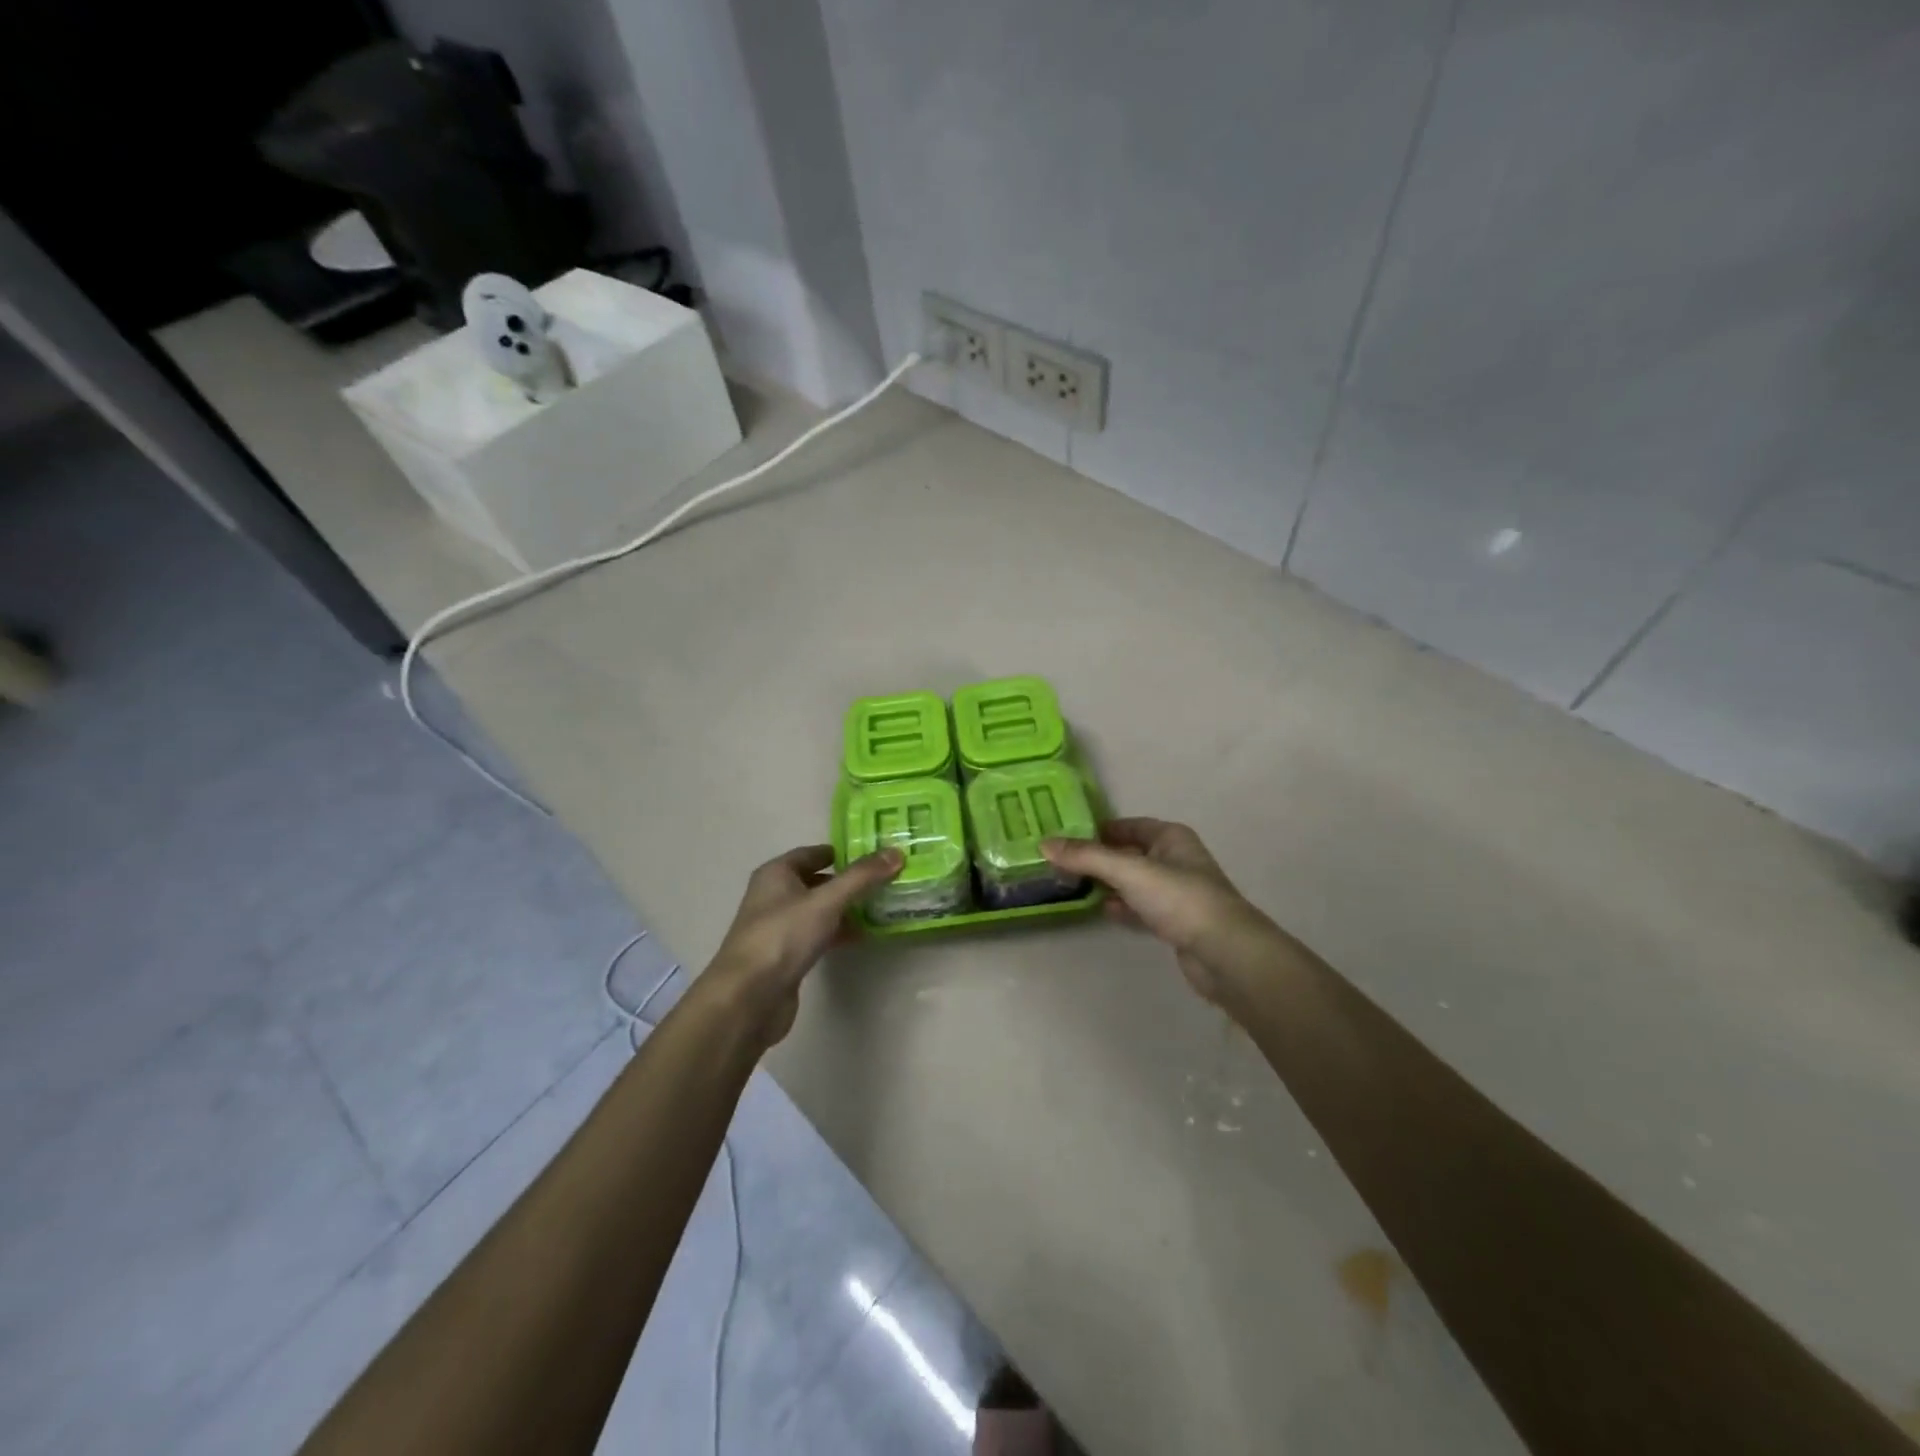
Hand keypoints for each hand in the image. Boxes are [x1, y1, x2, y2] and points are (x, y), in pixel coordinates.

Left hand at [701, 844, 902, 1047]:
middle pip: (817, 881)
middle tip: (886, 880)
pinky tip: (863, 936)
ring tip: (882, 907)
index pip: (814, 853)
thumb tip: (896, 852)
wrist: (748, 998)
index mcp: (776, 874)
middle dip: (849, 881)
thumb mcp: (826, 901)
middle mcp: (774, 896)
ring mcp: (779, 928)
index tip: (876, 855)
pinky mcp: (786, 956)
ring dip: (846, 908)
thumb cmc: (783, 936)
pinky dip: (838, 932)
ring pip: (819, 910)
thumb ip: (862, 877)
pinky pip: (818, 935)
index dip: (843, 852)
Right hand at [1041, 818, 1281, 1007]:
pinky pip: (1141, 907)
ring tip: (1073, 886)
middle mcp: (1175, 859)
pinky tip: (1103, 911)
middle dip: (1099, 858)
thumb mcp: (1129, 871)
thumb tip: (1044, 843)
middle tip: (1061, 863)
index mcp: (1171, 837)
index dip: (1099, 829)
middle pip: (1129, 853)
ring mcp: (1177, 893)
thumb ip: (1087, 857)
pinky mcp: (1175, 922)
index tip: (1066, 836)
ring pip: (1134, 882)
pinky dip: (1122, 907)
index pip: (1128, 825)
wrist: (1224, 953)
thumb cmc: (1179, 899)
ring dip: (1108, 884)